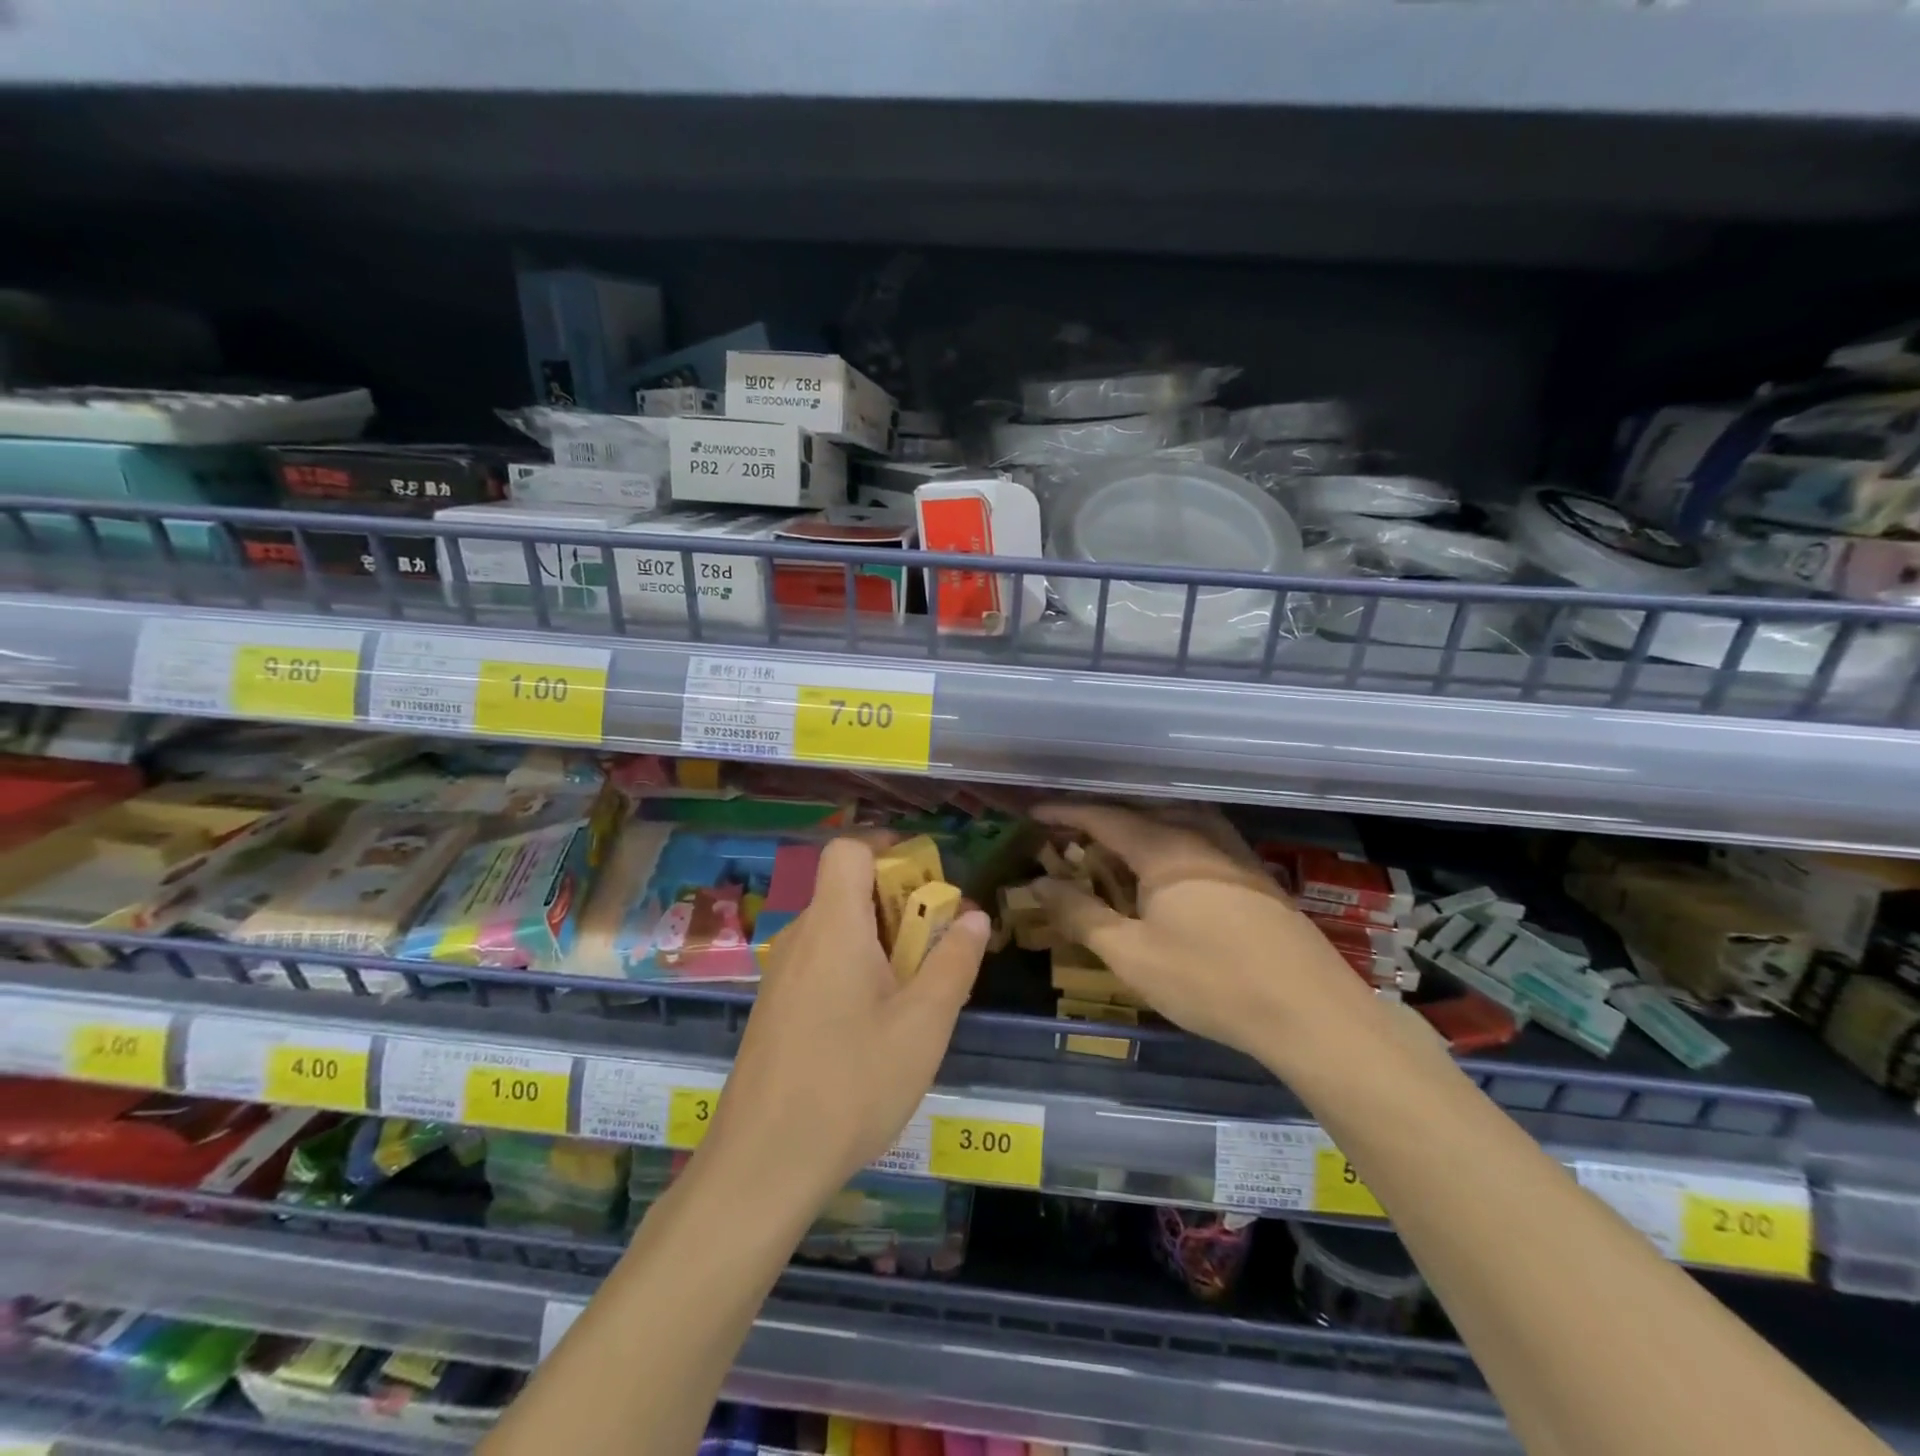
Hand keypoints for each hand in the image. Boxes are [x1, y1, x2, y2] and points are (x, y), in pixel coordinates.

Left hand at [705, 837, 989, 1205]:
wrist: (761, 1166)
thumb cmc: (851, 1085)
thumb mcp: (923, 1025)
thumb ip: (953, 962)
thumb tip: (973, 915)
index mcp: (833, 925)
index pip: (848, 850)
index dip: (887, 849)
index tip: (927, 879)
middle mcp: (800, 938)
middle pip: (847, 890)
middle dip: (898, 905)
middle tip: (935, 950)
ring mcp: (781, 975)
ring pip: (837, 931)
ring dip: (880, 943)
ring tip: (914, 996)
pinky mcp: (774, 1009)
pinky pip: (821, 964)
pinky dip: (854, 971)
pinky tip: (875, 1028)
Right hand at [1030, 803, 1375, 1065]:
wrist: (1309, 1011)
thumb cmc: (1209, 981)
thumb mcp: (1131, 955)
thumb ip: (1080, 914)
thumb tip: (1038, 882)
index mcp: (1164, 848)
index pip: (1104, 817)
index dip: (1065, 812)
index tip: (1035, 813)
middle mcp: (1200, 836)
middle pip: (1140, 812)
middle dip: (1100, 817)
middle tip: (1069, 833)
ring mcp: (1233, 852)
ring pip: (1175, 820)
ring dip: (1138, 825)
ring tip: (1115, 846)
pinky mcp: (1254, 874)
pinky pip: (1199, 837)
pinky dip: (1168, 839)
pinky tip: (1168, 869)